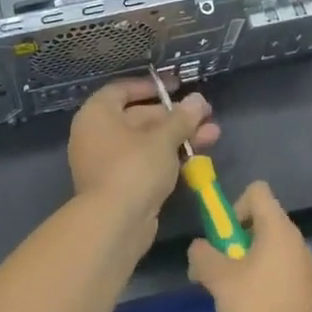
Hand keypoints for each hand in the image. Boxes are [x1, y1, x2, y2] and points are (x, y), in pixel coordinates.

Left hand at [68, 77, 219, 221]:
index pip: (122, 90)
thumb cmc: (134, 168)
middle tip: (206, 114)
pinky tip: (198, 157)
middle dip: (175, 116)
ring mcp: (108, 162)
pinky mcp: (121, 185)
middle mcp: (97, 135)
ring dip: (178, 137)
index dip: (151, 86)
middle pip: (139, 117)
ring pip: (147, 142)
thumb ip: (182, 118)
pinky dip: (169, 157)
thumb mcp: (162, 139)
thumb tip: (198, 100)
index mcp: (97, 114)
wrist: (114, 224)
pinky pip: (146, 163)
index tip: (177, 87)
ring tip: (213, 134)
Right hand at [186, 182, 311, 311]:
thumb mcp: (220, 281)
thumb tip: (200, 248)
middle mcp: (294, 242)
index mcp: (279, 229)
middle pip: (256, 224)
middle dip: (231, 245)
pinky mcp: (303, 293)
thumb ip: (203, 256)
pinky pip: (273, 275)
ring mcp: (302, 269)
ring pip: (262, 253)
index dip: (233, 207)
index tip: (222, 238)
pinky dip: (256, 286)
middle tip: (216, 274)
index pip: (257, 191)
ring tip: (228, 300)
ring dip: (240, 269)